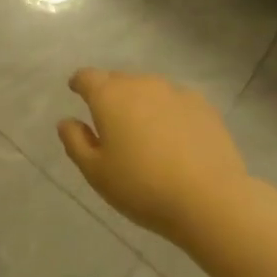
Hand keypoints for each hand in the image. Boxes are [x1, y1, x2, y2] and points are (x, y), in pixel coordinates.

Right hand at [58, 70, 247, 241]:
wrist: (210, 199)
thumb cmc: (143, 187)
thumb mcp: (97, 173)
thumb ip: (76, 142)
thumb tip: (66, 121)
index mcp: (109, 96)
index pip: (87, 77)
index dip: (79, 83)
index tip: (76, 91)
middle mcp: (140, 83)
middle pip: (118, 81)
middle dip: (110, 95)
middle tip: (111, 123)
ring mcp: (174, 92)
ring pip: (148, 90)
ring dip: (141, 104)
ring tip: (145, 133)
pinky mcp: (202, 105)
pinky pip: (175, 102)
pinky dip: (169, 113)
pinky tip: (176, 139)